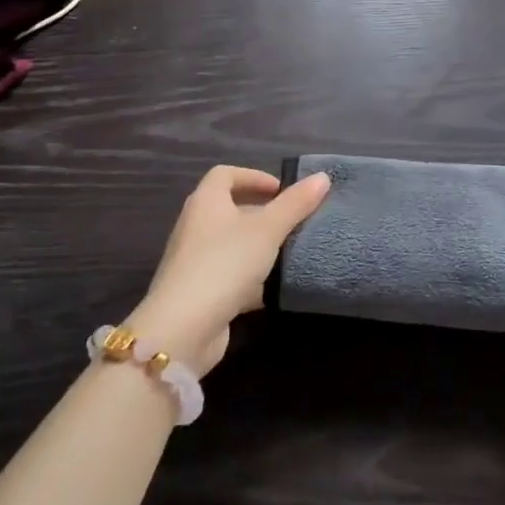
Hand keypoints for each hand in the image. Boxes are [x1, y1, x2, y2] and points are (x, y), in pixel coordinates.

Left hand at [128, 166, 330, 374]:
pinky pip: (230, 275)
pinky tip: (276, 288)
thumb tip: (322, 176)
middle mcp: (196, 227)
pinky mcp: (200, 293)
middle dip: (262, 213)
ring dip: (259, 247)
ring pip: (232, 244)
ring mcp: (195, 262)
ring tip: (290, 252)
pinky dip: (252, 278)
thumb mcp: (267, 230)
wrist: (182, 329)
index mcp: (206, 203)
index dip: (253, 176)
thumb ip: (295, 204)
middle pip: (229, 209)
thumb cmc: (225, 264)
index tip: (280, 190)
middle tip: (292, 220)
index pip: (225, 174)